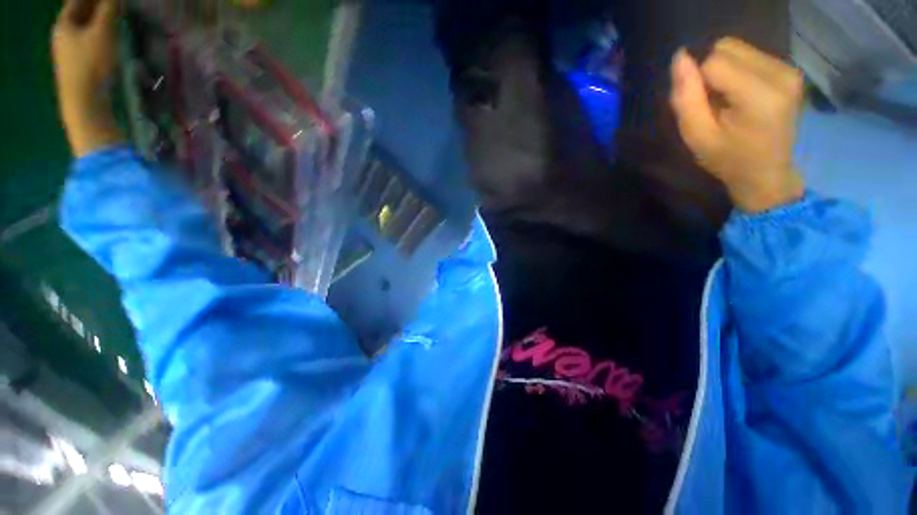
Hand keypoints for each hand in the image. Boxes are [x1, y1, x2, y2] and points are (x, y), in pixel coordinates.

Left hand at [52, 0, 124, 156]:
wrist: (84, 102)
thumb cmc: (92, 63)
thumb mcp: (103, 32)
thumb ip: (109, 9)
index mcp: (64, 23)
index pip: (78, 0)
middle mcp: (63, 35)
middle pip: (80, 13)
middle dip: (95, 7)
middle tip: (113, 4)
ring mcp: (68, 52)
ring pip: (84, 28)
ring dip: (98, 21)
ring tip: (113, 17)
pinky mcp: (77, 65)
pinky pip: (87, 42)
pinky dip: (98, 35)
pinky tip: (107, 39)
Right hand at [669, 37, 804, 212]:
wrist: (766, 172)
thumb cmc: (727, 158)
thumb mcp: (696, 135)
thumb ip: (685, 98)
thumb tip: (679, 57)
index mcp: (760, 96)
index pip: (714, 62)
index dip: (698, 84)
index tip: (705, 108)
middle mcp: (781, 74)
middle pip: (727, 48)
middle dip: (711, 73)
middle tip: (717, 104)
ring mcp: (789, 69)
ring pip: (737, 48)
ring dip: (724, 71)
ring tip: (730, 101)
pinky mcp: (790, 69)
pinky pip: (749, 54)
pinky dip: (737, 71)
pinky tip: (742, 95)